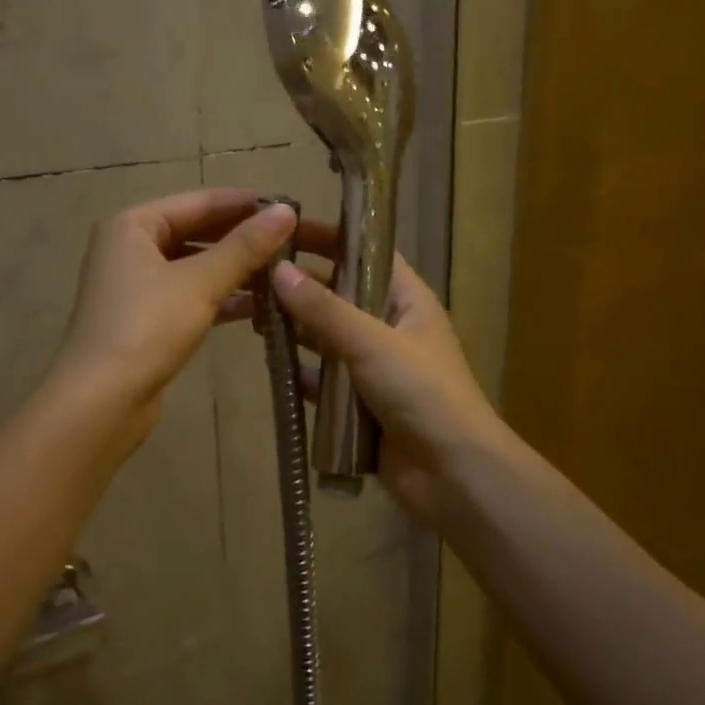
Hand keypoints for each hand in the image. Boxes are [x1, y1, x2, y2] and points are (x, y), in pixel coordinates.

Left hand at [51, 189, 298, 438]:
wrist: (102, 401)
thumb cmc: (147, 328)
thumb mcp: (200, 283)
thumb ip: (245, 247)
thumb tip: (287, 212)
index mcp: (133, 226)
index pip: (199, 201)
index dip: (245, 203)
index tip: (290, 207)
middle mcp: (130, 248)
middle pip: (196, 232)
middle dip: (242, 239)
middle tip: (293, 241)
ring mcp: (136, 286)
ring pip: (195, 267)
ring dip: (235, 270)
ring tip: (283, 273)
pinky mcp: (146, 320)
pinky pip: (190, 296)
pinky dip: (220, 298)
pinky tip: (258, 306)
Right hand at [271, 232, 506, 526]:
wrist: (453, 474)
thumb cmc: (422, 394)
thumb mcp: (372, 342)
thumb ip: (324, 310)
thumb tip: (278, 271)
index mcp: (408, 301)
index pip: (367, 254)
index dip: (331, 238)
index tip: (286, 230)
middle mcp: (391, 327)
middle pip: (341, 295)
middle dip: (302, 286)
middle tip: (254, 275)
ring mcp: (375, 368)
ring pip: (328, 338)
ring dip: (297, 329)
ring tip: (251, 316)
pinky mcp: (360, 404)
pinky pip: (324, 380)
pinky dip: (302, 373)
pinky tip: (271, 366)